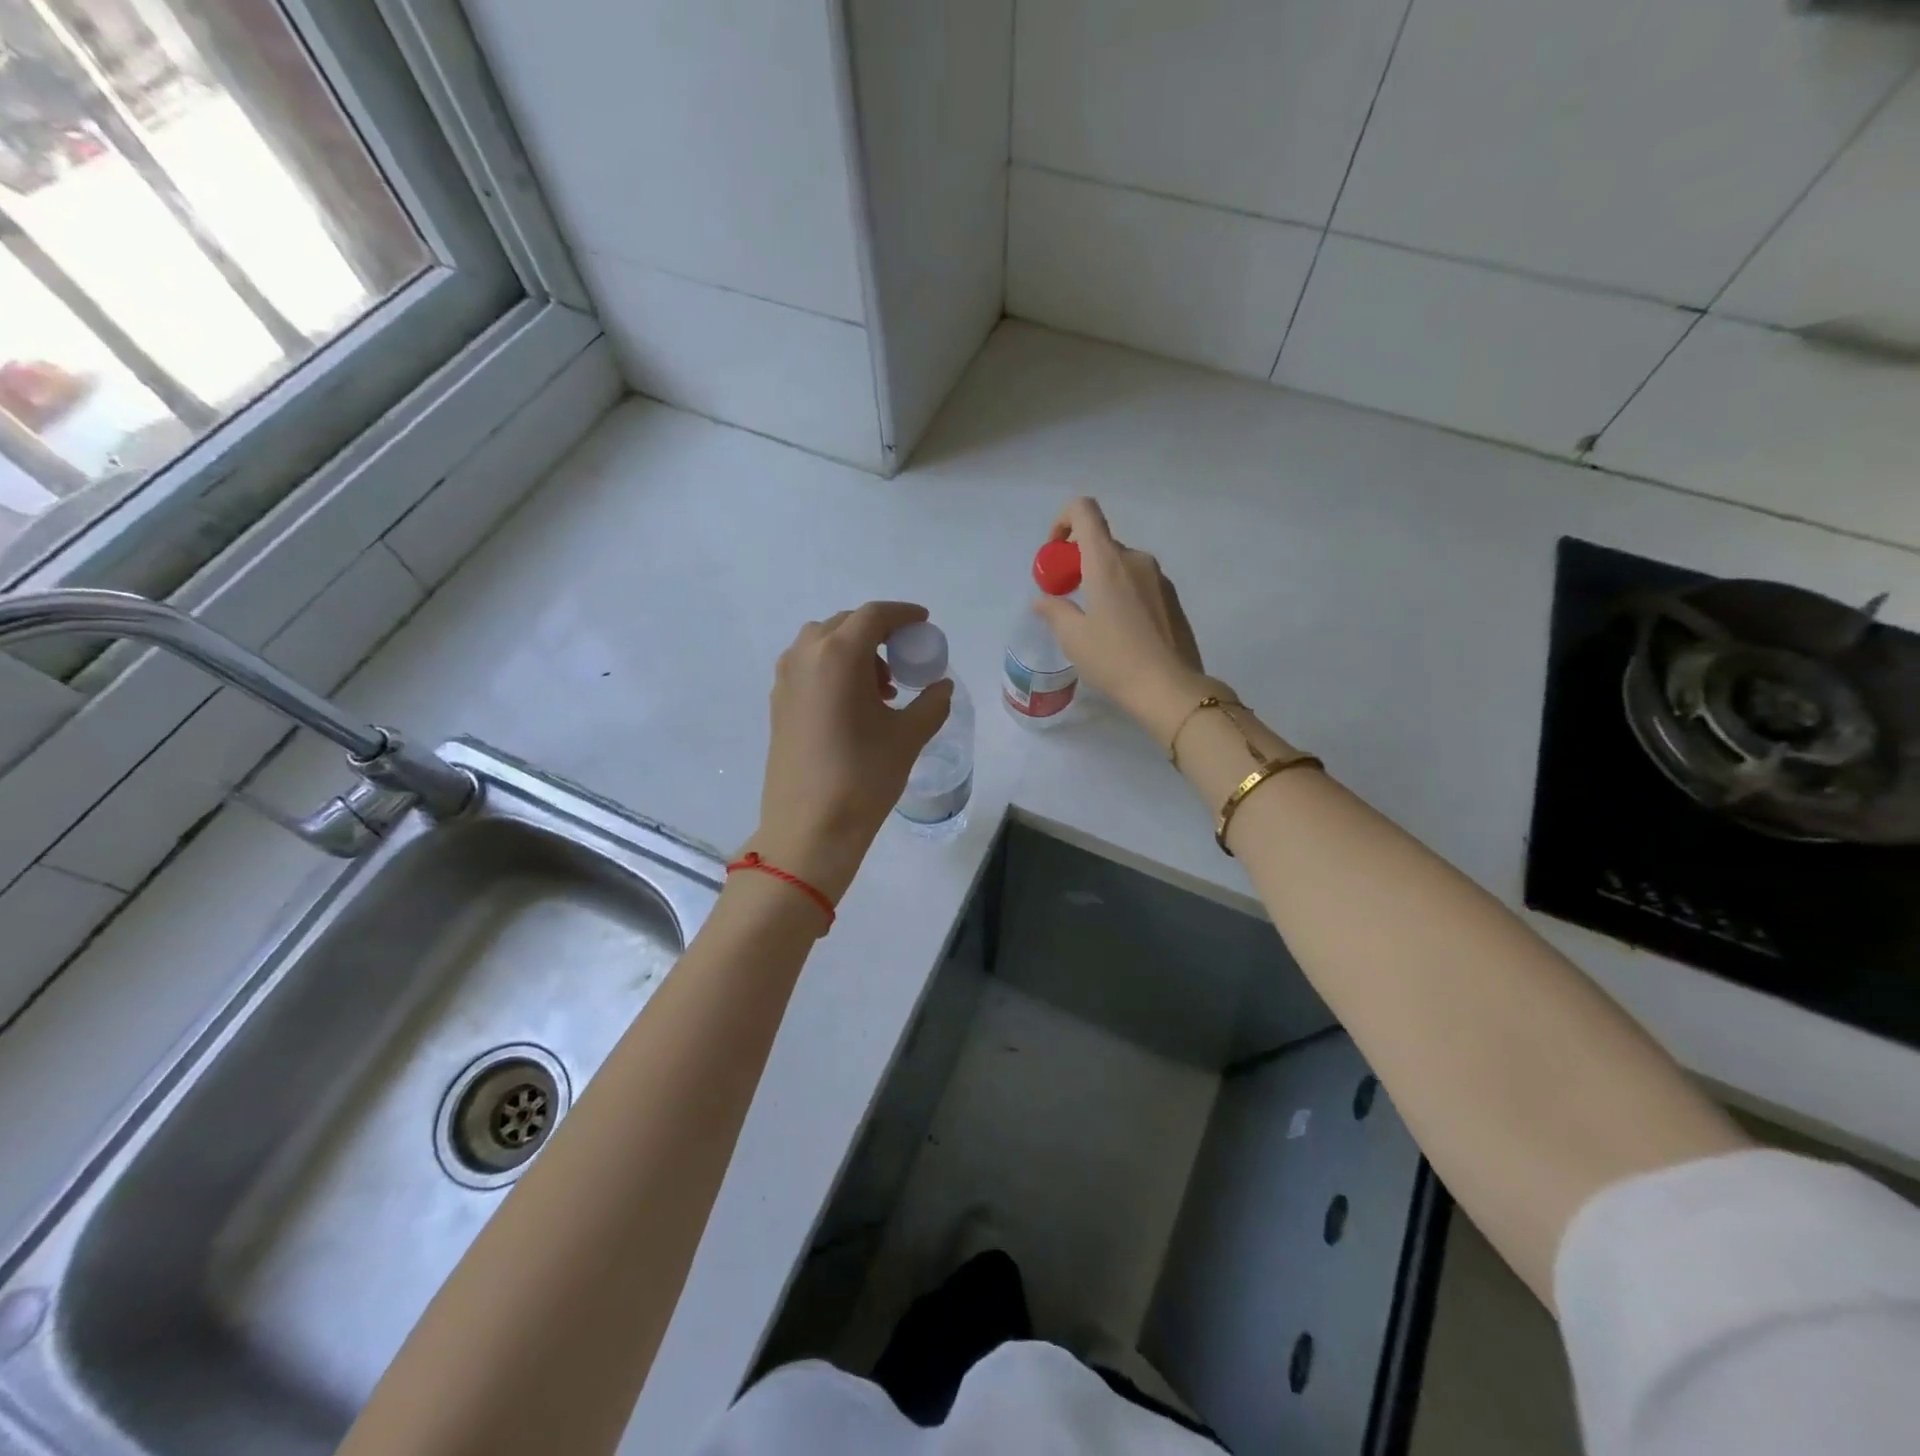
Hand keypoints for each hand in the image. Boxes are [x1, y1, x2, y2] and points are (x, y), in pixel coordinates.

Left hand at [749, 602, 953, 903]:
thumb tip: (941, 687)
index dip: (902, 614)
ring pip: (823, 645)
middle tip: (904, 660)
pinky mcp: (777, 703)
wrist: (809, 827)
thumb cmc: (863, 776)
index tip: (923, 624)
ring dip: (854, 653)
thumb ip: (931, 703)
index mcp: (838, 655)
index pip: (874, 616)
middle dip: (878, 635)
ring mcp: (786, 680)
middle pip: (845, 625)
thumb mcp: (908, 737)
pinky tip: (853, 705)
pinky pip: (808, 667)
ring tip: (881, 689)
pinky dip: (833, 670)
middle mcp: (805, 656)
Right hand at [1032, 497, 1212, 747]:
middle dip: (1078, 563)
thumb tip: (1043, 599)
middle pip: (1101, 543)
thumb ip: (1054, 610)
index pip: (1084, 510)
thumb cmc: (1114, 659)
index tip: (1055, 555)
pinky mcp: (1172, 599)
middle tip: (1067, 598)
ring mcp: (1159, 578)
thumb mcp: (1073, 637)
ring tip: (1093, 620)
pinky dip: (1122, 594)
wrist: (1169, 688)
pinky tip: (1119, 632)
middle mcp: (1136, 559)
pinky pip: (1139, 583)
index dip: (1063, 521)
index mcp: (1108, 561)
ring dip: (1100, 580)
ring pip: (1121, 565)